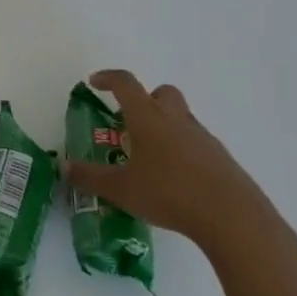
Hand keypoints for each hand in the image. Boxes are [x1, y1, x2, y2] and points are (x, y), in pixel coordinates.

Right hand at [64, 70, 296, 268]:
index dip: (108, 78)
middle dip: (146, 99)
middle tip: (131, 122)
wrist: (232, 217)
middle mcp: (175, 119)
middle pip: (162, 93)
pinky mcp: (222, 159)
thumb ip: (91, 178)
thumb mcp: (122, 189)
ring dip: (166, 127)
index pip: (125, 83)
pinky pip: (197, 144)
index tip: (95, 82)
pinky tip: (178, 180)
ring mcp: (202, 137)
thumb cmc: (169, 193)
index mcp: (147, 117)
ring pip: (181, 118)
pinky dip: (184, 151)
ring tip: (152, 159)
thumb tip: (64, 167)